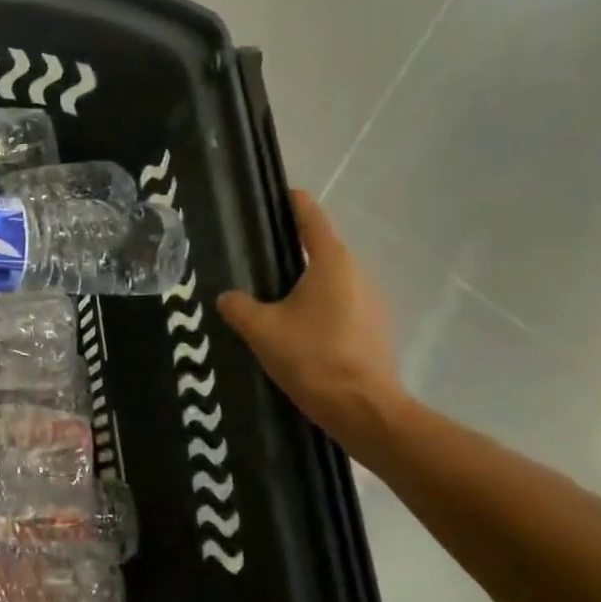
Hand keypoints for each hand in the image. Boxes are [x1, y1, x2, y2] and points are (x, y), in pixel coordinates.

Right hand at [217, 190, 405, 447]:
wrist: (361, 408)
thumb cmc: (311, 357)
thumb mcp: (261, 330)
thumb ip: (238, 307)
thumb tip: (228, 297)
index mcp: (331, 263)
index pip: (311, 219)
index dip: (294, 203)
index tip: (279, 193)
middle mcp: (356, 273)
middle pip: (321, 250)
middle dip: (292, 250)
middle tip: (257, 255)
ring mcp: (370, 301)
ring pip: (330, 280)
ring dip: (304, 283)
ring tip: (271, 296)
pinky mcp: (373, 327)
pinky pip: (339, 304)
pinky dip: (317, 306)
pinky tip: (294, 328)